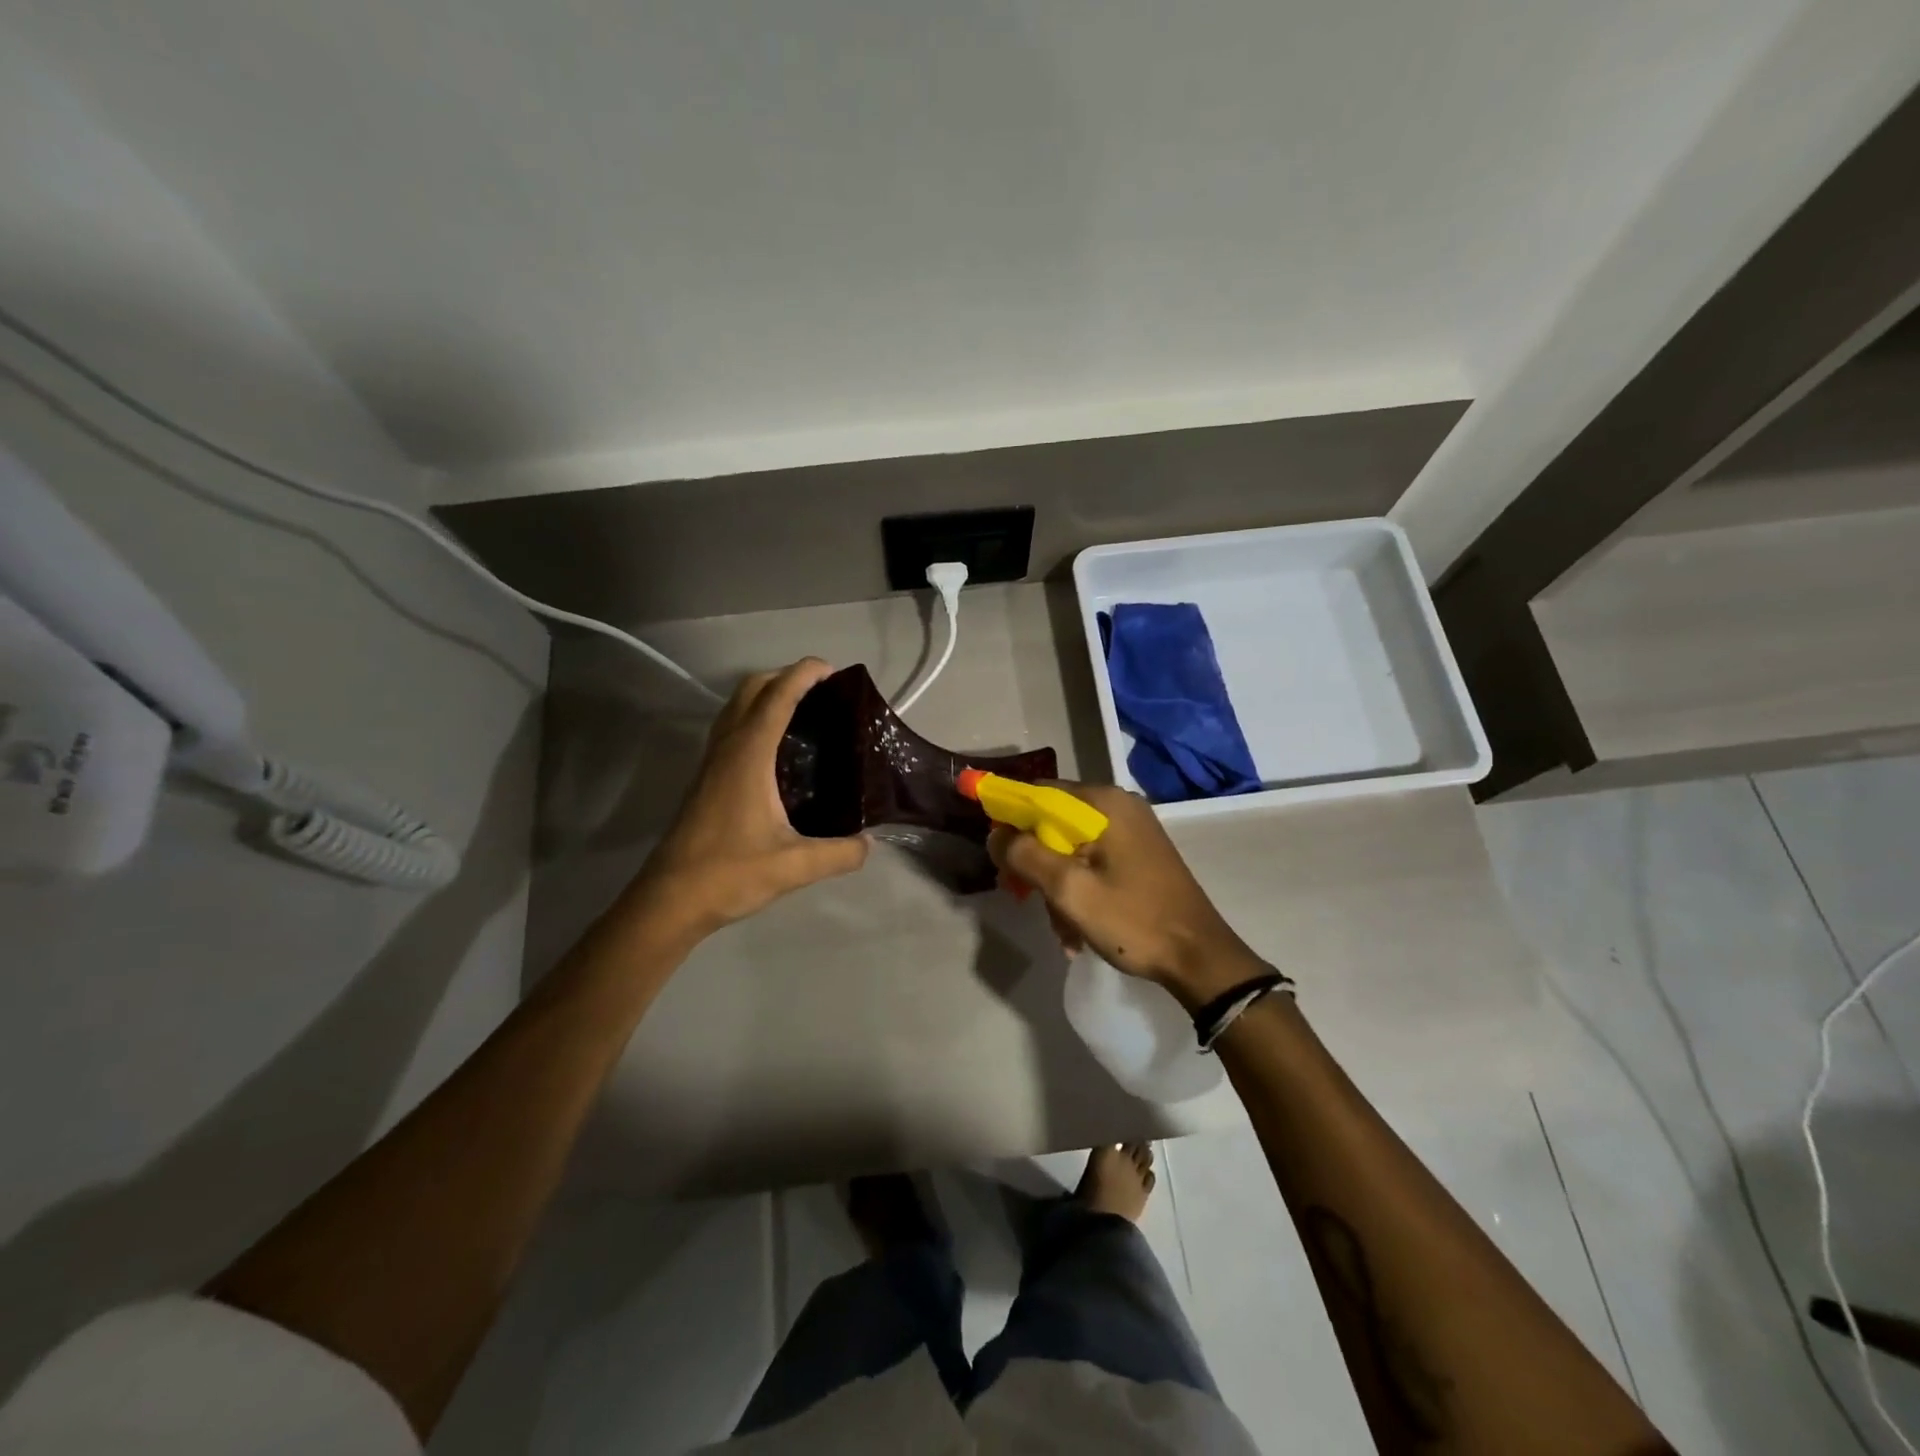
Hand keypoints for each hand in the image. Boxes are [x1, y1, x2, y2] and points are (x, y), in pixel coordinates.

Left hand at [628, 659, 868, 935]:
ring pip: (737, 707)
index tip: (834, 670)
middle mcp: (727, 748)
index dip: (804, 675)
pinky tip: (779, 750)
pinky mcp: (707, 778)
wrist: (670, 899)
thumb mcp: (795, 866)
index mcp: (748, 755)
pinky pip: (732, 729)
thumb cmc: (729, 874)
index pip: (777, 697)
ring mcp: (712, 762)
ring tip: (805, 714)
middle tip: (824, 693)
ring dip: (768, 695)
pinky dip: (756, 718)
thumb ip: (839, 853)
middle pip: (752, 689)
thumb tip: (869, 843)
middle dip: (786, 677)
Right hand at [987, 782, 1268, 1009]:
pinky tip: (1077, 930)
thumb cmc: (1133, 920)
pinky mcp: (1138, 855)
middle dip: (1034, 861)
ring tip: (1061, 929)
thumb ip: (1024, 855)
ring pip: (1070, 847)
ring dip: (1055, 885)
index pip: (1038, 792)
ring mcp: (1132, 831)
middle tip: (1023, 896)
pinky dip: (1078, 890)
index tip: (995, 853)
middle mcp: (1119, 807)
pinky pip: (1091, 861)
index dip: (1009, 817)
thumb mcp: (1068, 890)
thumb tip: (994, 833)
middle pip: (1053, 822)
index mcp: (1104, 804)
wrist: (1200, 958)